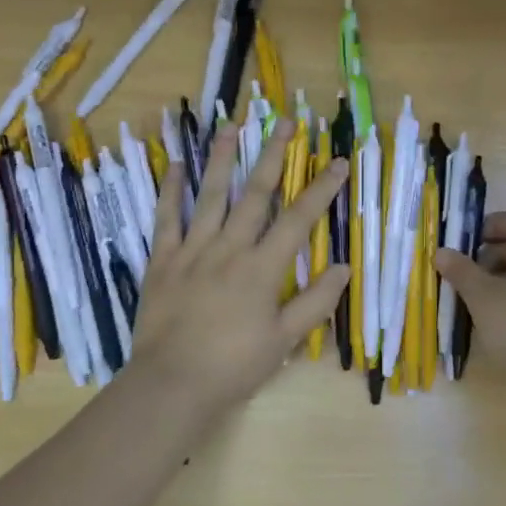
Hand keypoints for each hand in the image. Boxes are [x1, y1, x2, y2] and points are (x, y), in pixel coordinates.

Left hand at [127, 118, 348, 419]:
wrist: (172, 384)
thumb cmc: (234, 365)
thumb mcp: (285, 341)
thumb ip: (316, 302)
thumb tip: (343, 267)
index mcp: (262, 268)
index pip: (298, 219)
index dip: (321, 188)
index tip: (337, 161)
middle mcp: (229, 248)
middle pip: (255, 193)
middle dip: (273, 155)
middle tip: (285, 120)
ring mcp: (192, 250)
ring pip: (211, 195)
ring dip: (222, 158)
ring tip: (231, 125)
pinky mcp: (162, 260)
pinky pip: (166, 218)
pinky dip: (171, 191)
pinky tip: (177, 166)